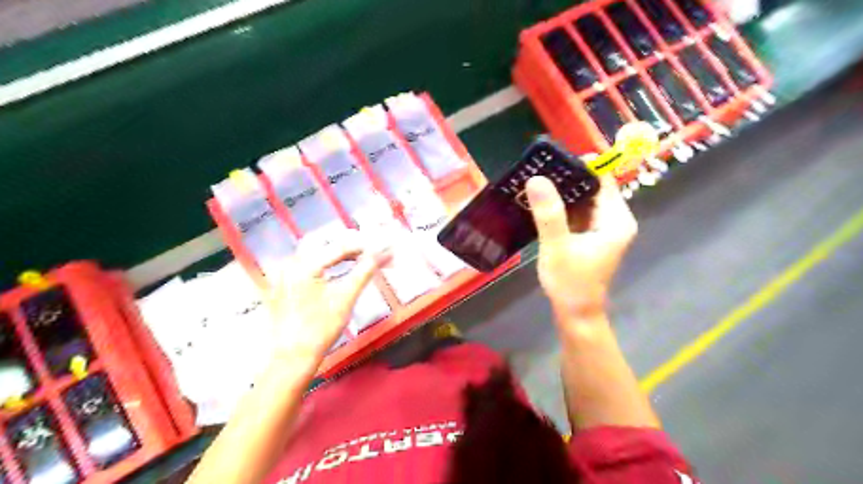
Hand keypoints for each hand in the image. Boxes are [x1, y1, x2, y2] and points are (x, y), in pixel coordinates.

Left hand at [269, 230, 393, 362]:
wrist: (292, 357)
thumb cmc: (321, 328)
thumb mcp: (346, 298)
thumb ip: (364, 271)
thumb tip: (383, 254)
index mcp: (304, 264)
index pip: (339, 246)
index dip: (363, 245)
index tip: (381, 247)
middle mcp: (290, 263)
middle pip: (323, 242)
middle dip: (348, 243)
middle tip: (369, 250)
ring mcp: (283, 274)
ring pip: (313, 251)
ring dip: (336, 252)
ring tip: (357, 259)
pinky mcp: (283, 284)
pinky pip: (305, 263)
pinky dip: (324, 262)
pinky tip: (337, 270)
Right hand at [522, 173, 635, 321]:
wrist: (576, 313)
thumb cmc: (570, 283)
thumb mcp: (557, 247)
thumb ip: (549, 213)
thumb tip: (537, 178)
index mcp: (616, 219)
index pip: (603, 180)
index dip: (580, 167)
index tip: (552, 161)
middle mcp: (615, 219)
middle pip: (592, 188)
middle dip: (567, 179)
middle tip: (538, 172)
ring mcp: (603, 227)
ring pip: (583, 199)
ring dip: (562, 193)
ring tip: (536, 184)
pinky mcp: (591, 235)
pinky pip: (577, 212)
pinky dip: (562, 207)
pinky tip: (542, 204)